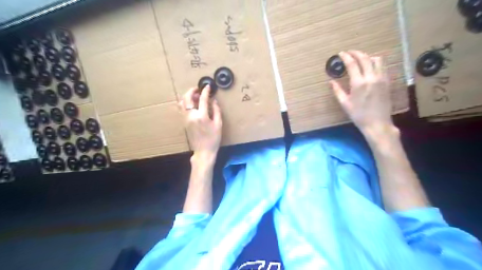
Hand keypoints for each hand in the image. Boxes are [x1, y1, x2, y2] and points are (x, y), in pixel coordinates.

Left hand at [179, 85, 221, 162]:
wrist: (203, 151)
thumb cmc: (213, 139)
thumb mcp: (218, 125)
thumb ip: (216, 111)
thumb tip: (214, 101)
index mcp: (201, 116)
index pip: (202, 99)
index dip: (205, 91)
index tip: (208, 86)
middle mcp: (191, 116)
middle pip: (187, 98)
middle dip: (192, 91)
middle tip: (198, 89)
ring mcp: (186, 119)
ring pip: (182, 103)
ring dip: (188, 97)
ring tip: (195, 97)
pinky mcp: (184, 122)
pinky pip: (182, 109)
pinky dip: (185, 103)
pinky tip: (192, 104)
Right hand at [331, 50, 395, 137]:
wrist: (377, 123)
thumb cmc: (358, 115)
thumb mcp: (345, 104)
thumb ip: (337, 90)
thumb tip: (331, 81)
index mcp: (359, 83)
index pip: (352, 64)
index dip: (346, 57)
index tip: (341, 53)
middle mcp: (371, 77)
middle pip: (365, 58)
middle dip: (356, 53)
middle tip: (349, 52)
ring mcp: (381, 78)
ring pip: (377, 60)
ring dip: (367, 56)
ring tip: (360, 59)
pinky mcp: (387, 82)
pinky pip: (383, 66)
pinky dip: (376, 63)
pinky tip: (370, 67)